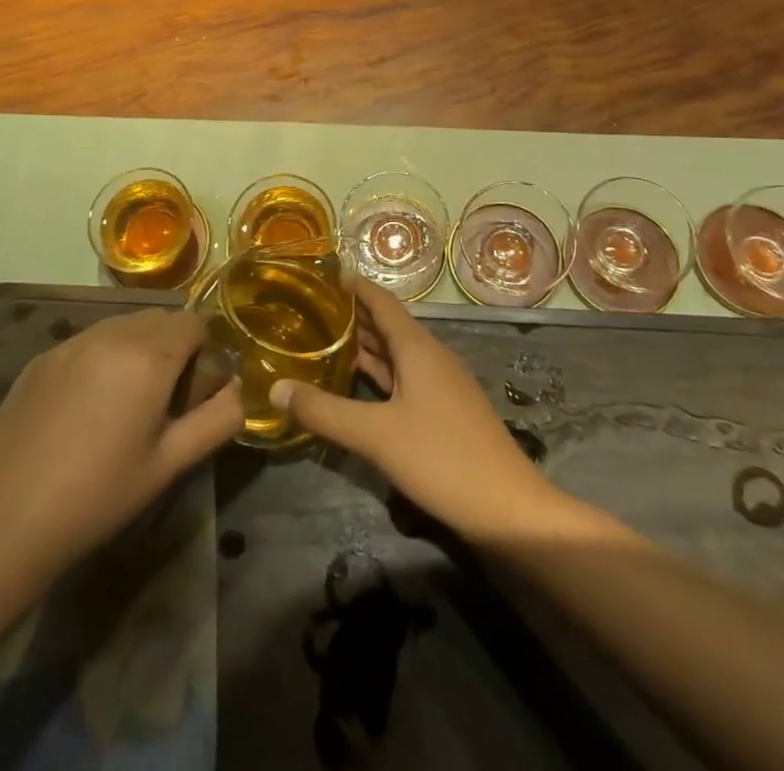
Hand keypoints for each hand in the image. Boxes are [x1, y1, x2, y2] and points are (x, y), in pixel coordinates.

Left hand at [0, 309, 242, 574]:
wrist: (5, 522)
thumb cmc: (100, 495)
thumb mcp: (171, 463)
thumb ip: (219, 419)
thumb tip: (239, 390)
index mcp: (148, 355)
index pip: (194, 323)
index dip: (203, 354)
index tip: (192, 395)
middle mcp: (111, 333)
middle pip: (159, 319)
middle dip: (171, 348)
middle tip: (162, 401)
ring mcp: (70, 342)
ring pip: (122, 326)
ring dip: (136, 349)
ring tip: (123, 404)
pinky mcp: (41, 359)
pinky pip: (87, 342)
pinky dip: (100, 359)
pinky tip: (84, 410)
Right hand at [271, 281, 562, 542]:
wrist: (509, 509)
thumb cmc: (442, 458)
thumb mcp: (376, 435)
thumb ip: (324, 411)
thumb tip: (275, 388)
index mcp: (417, 348)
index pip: (381, 301)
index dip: (354, 286)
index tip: (322, 273)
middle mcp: (430, 357)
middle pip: (387, 325)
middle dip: (352, 315)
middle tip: (309, 308)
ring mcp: (440, 385)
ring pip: (396, 354)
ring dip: (364, 345)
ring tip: (323, 340)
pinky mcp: (444, 412)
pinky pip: (403, 378)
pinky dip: (378, 374)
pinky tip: (356, 385)